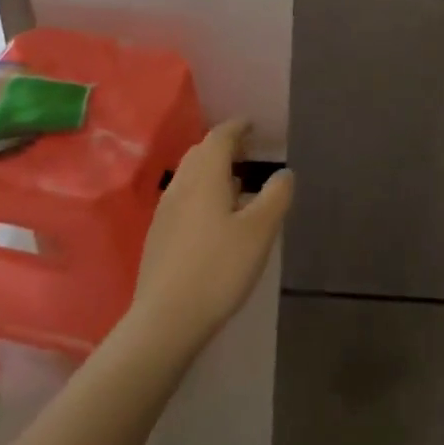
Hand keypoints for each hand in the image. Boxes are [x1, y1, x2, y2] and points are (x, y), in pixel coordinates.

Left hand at [127, 119, 293, 355]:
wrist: (166, 319)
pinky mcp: (159, 236)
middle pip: (200, 153)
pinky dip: (201, 192)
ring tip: (236, 182)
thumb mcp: (259, 231)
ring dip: (212, 170)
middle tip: (248, 150)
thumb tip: (284, 172)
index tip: (252, 124)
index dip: (237, 127)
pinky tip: (215, 217)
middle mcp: (181, 186)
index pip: (219, 137)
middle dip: (224, 146)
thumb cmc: (219, 268)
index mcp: (205, 177)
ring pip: (189, 176)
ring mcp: (165, 211)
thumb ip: (276, 197)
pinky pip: (183, 198)